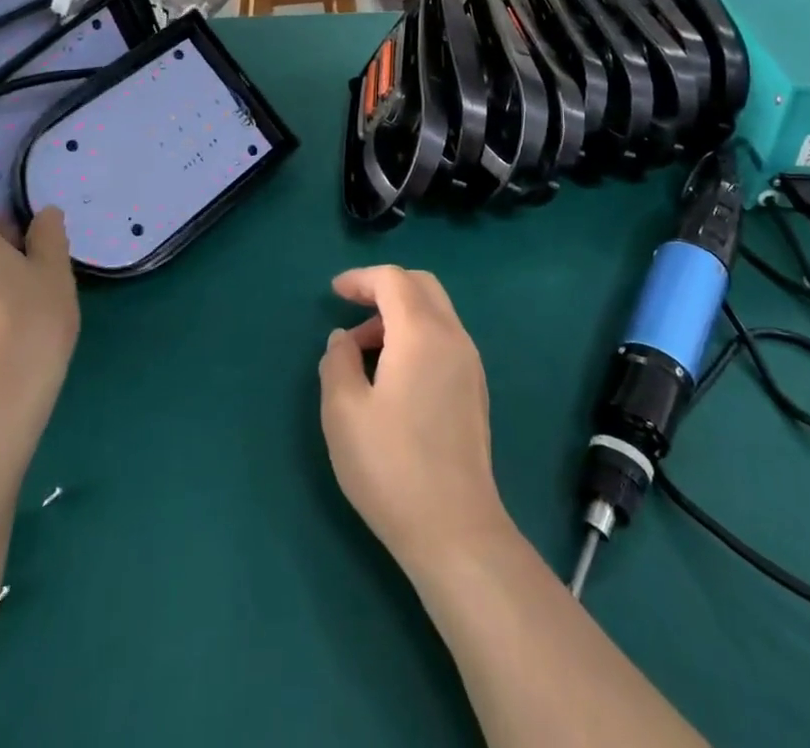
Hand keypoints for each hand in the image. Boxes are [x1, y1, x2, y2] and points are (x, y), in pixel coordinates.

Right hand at [318, 266, 513, 572]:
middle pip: (421, 286)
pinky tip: (394, 372)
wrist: (455, 529)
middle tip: (351, 308)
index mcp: (421, 332)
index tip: (334, 292)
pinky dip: (416, 334)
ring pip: (436, 312)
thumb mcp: (343, 412)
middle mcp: (452, 336)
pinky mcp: (475, 389)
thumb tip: (344, 340)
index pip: (393, 280)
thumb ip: (337, 362)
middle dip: (384, 287)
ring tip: (364, 350)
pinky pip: (444, 338)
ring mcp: (470, 363)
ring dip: (400, 314)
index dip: (361, 278)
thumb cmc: (391, 465)